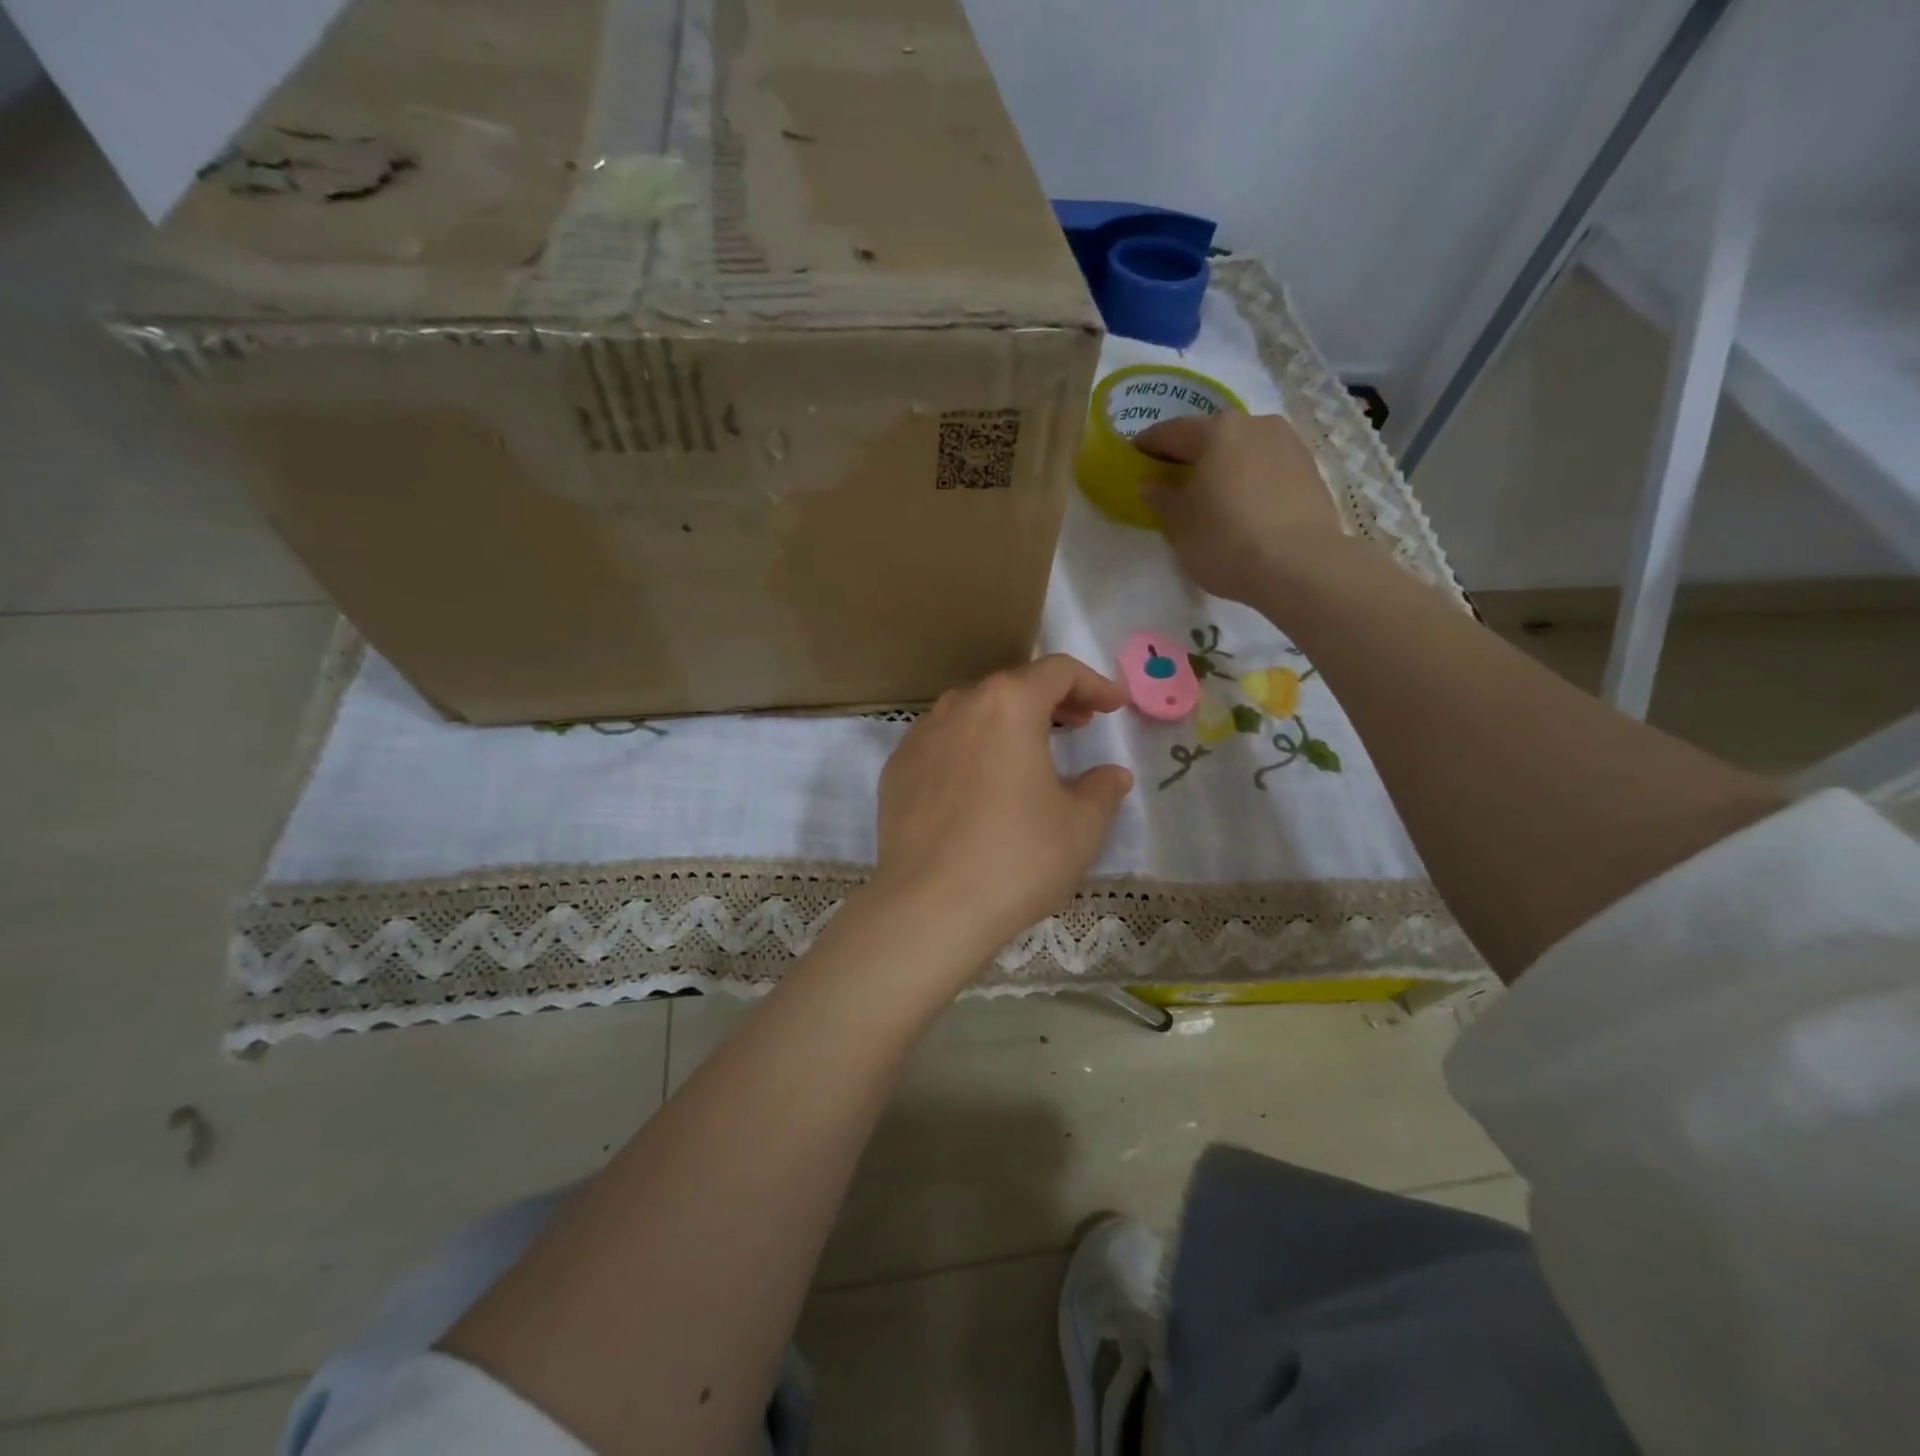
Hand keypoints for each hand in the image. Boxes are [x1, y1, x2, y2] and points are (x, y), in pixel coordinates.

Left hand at [870, 655, 1134, 967]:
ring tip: (1030, 752)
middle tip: (1079, 723)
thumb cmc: (1017, 858)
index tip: (1113, 705)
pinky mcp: (896, 770)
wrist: (929, 908)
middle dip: (1051, 700)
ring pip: (972, 713)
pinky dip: (970, 749)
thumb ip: (1102, 790)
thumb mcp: (1080, 826)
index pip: (1057, 672)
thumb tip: (1112, 776)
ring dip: (1007, 723)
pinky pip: (942, 744)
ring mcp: (919, 737)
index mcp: (1008, 704)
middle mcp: (959, 706)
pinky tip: (980, 785)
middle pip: (1012, 687)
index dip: (1093, 683)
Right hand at [1136, 412, 1345, 604]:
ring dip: (1224, 467)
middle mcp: (1256, 424)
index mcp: (1217, 431)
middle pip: (1211, 436)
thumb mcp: (1179, 524)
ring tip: (1211, 496)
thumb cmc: (1226, 540)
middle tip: (1172, 481)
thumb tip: (1151, 483)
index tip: (1134, 459)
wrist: (1300, 566)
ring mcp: (1289, 444)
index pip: (1171, 432)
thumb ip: (1161, 498)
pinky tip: (1243, 506)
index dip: (1148, 446)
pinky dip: (1250, 480)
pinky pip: (1267, 468)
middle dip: (1189, 456)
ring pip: (1243, 450)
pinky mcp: (1310, 470)